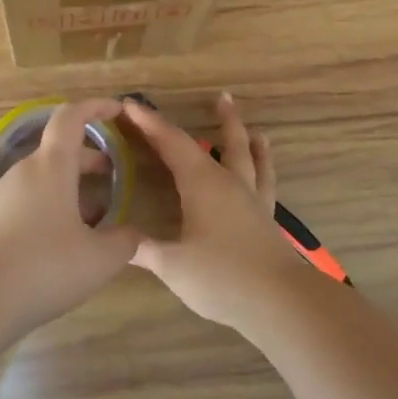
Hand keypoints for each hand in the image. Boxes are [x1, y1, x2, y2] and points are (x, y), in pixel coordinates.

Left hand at [0, 98, 140, 339]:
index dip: (95, 108)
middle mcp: (22, 172)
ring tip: (91, 219)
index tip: (116, 110)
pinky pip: (23, 202)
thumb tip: (132, 233)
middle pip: (58, 152)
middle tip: (112, 176)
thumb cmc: (43, 268)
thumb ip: (124, 242)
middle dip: (88, 159)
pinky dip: (46, 208)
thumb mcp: (99, 260)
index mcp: (50, 167)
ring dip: (68, 188)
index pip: (71, 118)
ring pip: (41, 179)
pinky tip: (57, 244)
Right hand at [122, 93, 317, 332]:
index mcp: (202, 184)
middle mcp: (229, 183)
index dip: (151, 124)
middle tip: (222, 97)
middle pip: (223, 143)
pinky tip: (265, 176)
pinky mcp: (267, 220)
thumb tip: (116, 242)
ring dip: (250, 141)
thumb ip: (145, 250)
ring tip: (258, 130)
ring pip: (252, 160)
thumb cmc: (221, 277)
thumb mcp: (173, 266)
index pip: (172, 144)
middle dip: (219, 120)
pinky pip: (266, 185)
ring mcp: (253, 200)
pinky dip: (266, 171)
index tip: (131, 105)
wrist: (280, 301)